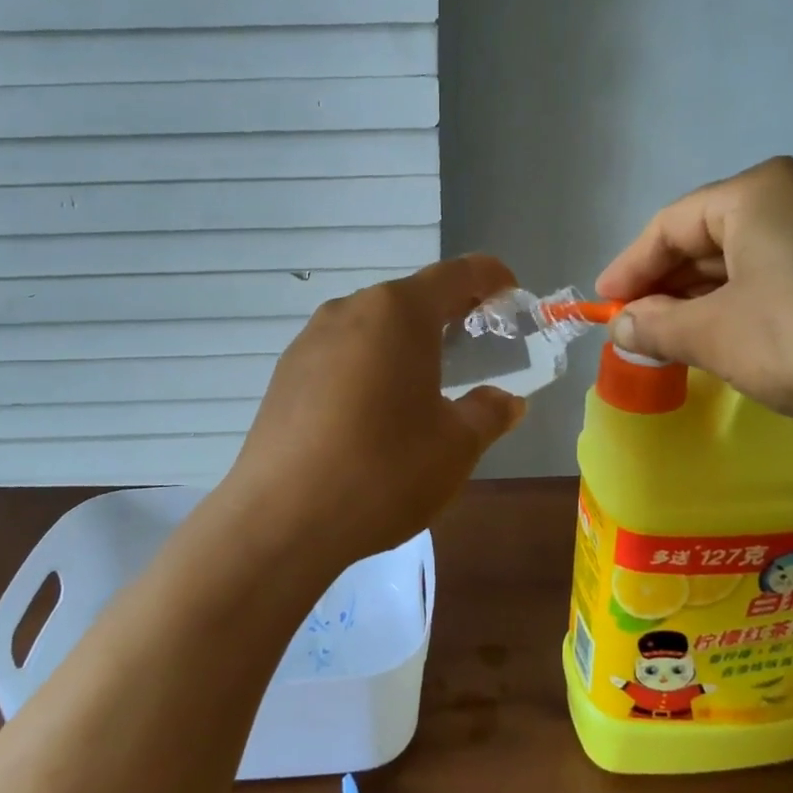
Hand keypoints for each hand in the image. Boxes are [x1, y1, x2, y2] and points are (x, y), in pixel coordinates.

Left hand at [222, 257, 527, 572]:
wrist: (281, 518)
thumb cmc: (384, 470)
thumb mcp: (456, 446)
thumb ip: (489, 413)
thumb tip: (504, 401)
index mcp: (398, 312)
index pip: (456, 274)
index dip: (490, 277)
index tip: (510, 294)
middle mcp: (350, 309)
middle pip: (410, 297)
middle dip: (447, 313)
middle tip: (475, 344)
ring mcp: (310, 339)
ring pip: (372, 325)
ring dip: (404, 340)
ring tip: (424, 380)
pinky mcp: (285, 372)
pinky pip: (341, 352)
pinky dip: (369, 363)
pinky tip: (373, 408)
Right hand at [596, 157, 792, 435]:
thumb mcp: (717, 336)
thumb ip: (658, 326)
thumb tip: (624, 326)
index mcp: (758, 192)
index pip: (670, 224)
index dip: (630, 267)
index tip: (605, 305)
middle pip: (714, 237)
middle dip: (672, 285)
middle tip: (642, 326)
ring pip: (757, 258)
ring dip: (714, 298)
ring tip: (688, 339)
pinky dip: (759, 304)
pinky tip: (753, 339)